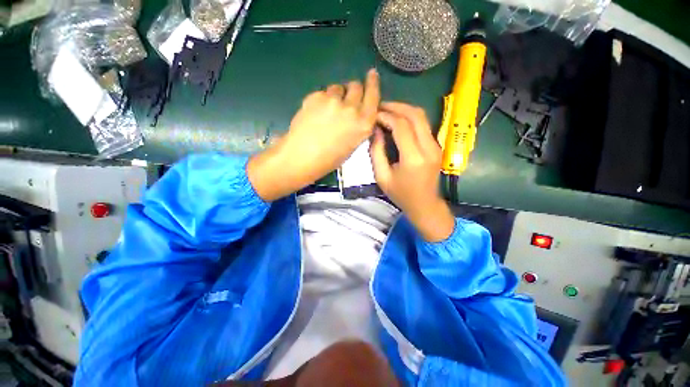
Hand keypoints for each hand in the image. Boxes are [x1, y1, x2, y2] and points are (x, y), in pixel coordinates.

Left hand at [248, 69, 380, 200]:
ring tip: (327, 110)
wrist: (302, 157)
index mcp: (363, 124)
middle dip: (353, 90)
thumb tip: (357, 113)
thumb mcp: (352, 145)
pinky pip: (323, 92)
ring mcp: (333, 100)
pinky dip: (322, 99)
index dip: (373, 83)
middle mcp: (351, 109)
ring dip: (336, 95)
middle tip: (346, 100)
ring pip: (338, 88)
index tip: (372, 74)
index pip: (373, 96)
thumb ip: (358, 126)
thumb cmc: (329, 159)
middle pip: (356, 86)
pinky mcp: (316, 96)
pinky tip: (315, 113)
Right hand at [370, 102, 454, 241]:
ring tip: (388, 111)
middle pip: (415, 115)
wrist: (425, 204)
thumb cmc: (401, 194)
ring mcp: (436, 146)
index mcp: (413, 158)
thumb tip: (376, 130)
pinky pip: (424, 125)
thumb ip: (377, 152)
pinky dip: (410, 118)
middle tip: (381, 107)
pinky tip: (398, 121)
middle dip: (397, 106)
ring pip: (422, 117)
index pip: (401, 126)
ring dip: (404, 110)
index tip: (374, 114)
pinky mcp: (437, 146)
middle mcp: (428, 148)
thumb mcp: (382, 176)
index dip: (386, 116)